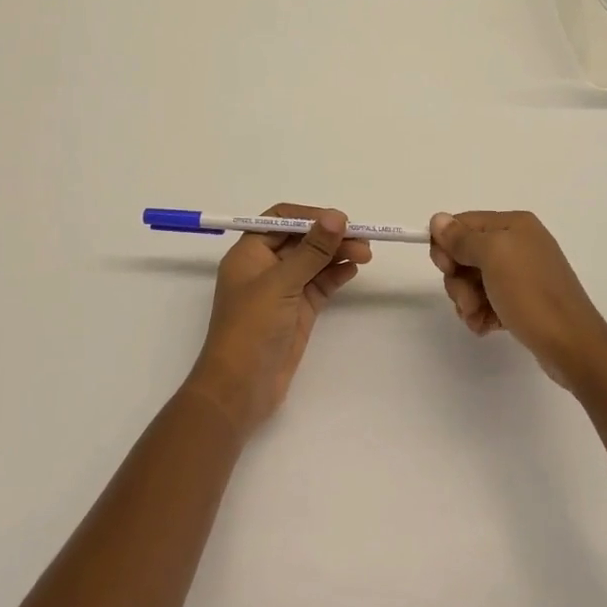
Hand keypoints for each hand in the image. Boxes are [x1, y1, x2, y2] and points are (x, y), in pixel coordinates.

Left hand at [185, 204, 371, 434]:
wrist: (240, 389)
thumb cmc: (250, 329)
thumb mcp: (281, 284)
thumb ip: (312, 250)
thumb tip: (337, 217)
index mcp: (249, 253)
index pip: (281, 220)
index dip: (310, 217)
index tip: (339, 220)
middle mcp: (265, 267)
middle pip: (302, 240)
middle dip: (331, 236)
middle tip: (363, 240)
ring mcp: (283, 290)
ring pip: (314, 261)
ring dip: (338, 254)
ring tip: (366, 254)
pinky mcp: (298, 310)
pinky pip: (320, 284)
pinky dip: (336, 274)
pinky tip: (353, 268)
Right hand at [429, 210, 606, 388]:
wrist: (571, 345)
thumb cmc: (531, 294)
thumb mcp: (493, 257)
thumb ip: (462, 238)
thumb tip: (437, 218)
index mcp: (513, 225)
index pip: (462, 223)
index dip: (447, 245)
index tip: (446, 269)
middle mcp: (518, 244)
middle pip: (465, 253)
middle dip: (459, 279)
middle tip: (468, 300)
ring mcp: (521, 274)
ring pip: (473, 280)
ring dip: (468, 300)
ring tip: (478, 317)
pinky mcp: (522, 301)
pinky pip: (488, 300)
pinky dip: (481, 313)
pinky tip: (487, 327)